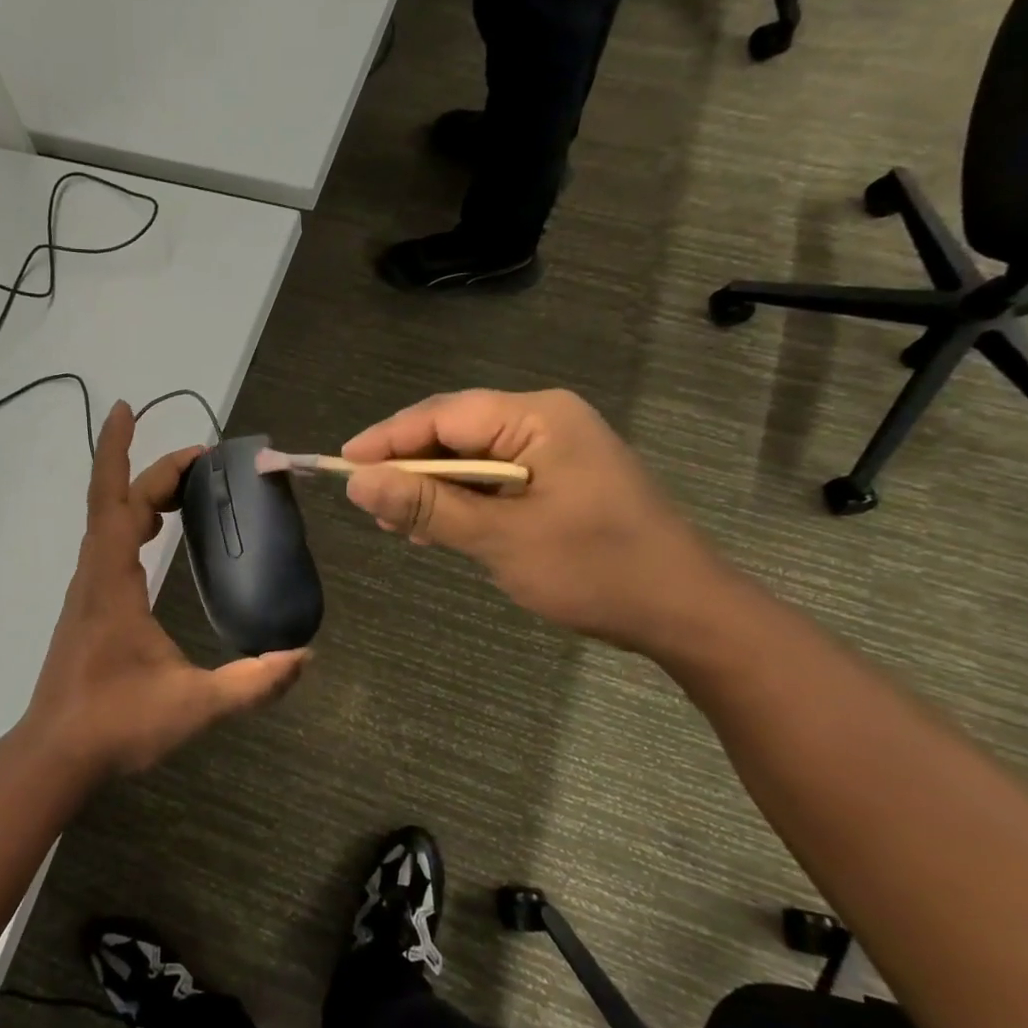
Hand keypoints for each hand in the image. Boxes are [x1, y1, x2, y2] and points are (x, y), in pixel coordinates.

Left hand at [24, 401, 307, 774]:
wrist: (55, 756)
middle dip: (153, 472)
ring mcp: (86, 592)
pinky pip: (107, 547)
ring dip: (141, 496)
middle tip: (202, 461)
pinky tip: (155, 538)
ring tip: (183, 489)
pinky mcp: (88, 610)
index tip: (126, 408)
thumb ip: (253, 683)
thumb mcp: (194, 704)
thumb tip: (305, 657)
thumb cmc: (117, 724)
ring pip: (108, 524)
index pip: (114, 500)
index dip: (120, 452)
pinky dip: (131, 524)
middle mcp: (93, 576)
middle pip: (115, 503)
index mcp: (112, 582)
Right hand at [342, 389, 735, 652]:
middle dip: (408, 465)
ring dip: (432, 488)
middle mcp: (546, 421)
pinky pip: (495, 479)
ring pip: (471, 458)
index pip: (443, 415)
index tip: (341, 464)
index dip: (388, 439)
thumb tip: (357, 483)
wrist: (686, 612)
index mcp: (538, 418)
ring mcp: (556, 450)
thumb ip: (428, 507)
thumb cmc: (595, 570)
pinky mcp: (560, 480)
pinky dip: (463, 502)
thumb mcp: (501, 539)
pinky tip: (437, 531)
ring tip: (395, 523)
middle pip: (455, 432)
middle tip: (366, 500)